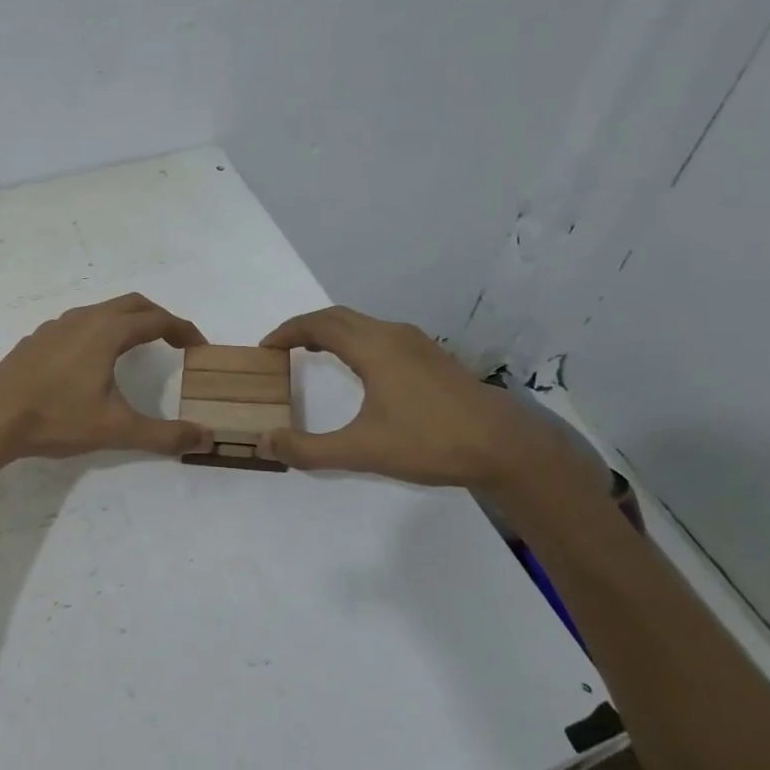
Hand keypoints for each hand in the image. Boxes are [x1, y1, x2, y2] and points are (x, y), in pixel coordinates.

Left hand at [0, 294, 210, 460]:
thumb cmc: (57, 418)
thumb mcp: (117, 429)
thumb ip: (164, 435)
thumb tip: (207, 438)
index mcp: (107, 332)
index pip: (157, 319)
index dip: (183, 330)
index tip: (198, 347)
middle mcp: (84, 319)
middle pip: (132, 304)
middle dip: (159, 318)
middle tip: (175, 341)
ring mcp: (56, 326)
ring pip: (102, 310)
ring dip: (127, 321)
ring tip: (138, 347)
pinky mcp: (37, 338)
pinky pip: (79, 323)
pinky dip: (100, 330)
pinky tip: (92, 360)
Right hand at [257, 307, 558, 488]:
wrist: (505, 445)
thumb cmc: (430, 441)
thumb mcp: (362, 451)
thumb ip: (309, 449)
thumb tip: (266, 442)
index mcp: (374, 348)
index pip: (319, 325)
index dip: (288, 331)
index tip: (265, 347)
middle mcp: (393, 335)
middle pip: (340, 318)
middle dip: (306, 327)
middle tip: (281, 348)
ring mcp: (417, 344)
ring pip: (363, 325)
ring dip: (332, 332)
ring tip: (312, 353)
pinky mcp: (433, 358)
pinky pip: (381, 336)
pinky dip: (356, 342)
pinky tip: (359, 369)